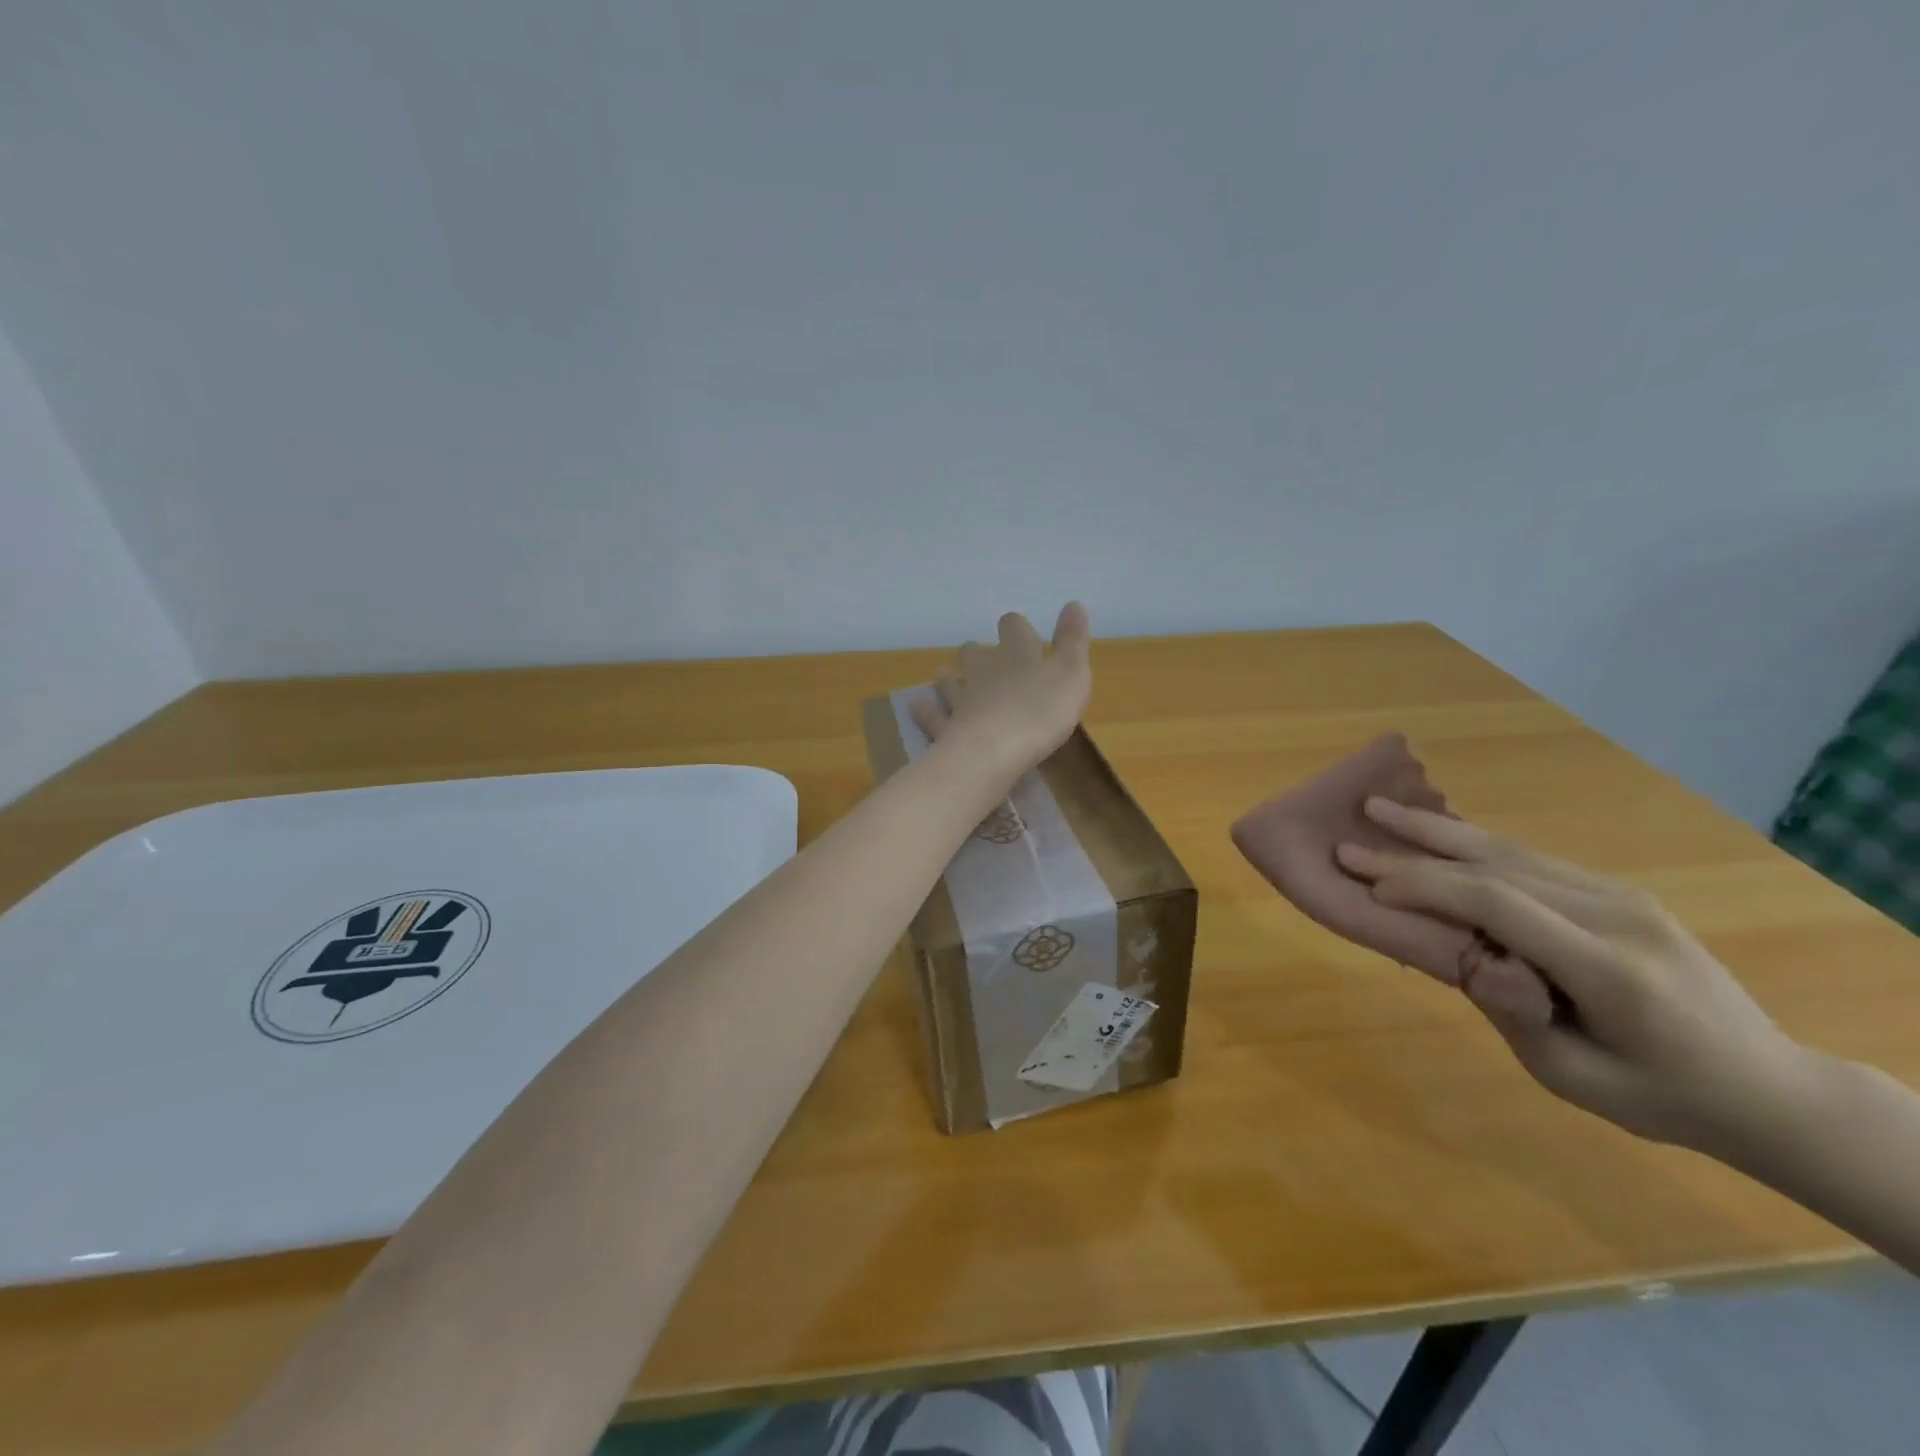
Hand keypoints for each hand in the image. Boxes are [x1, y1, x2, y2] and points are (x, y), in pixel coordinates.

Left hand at [912, 603, 1093, 786]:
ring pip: (949, 679)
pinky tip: (920, 707)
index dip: (1017, 628)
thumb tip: (1073, 603)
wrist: (992, 752)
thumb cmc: (1040, 711)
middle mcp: (984, 669)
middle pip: (975, 651)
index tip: (1024, 636)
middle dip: (980, 653)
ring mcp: (960, 698)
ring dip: (951, 677)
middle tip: (988, 662)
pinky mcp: (945, 727)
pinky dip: (926, 711)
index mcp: (1017, 653)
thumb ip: (1073, 640)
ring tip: (951, 679)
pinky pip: (932, 715)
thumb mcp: (1072, 674)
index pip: (1013, 626)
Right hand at [1335, 800, 1810, 1153]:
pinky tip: (1439, 833)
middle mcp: (1617, 915)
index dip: (1426, 887)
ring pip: (1511, 851)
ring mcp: (1622, 897)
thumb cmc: (1661, 1096)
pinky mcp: (1617, 892)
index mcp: (1608, 967)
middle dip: (1416, 846)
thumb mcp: (1575, 1078)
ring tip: (1381, 808)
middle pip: (1497, 864)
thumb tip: (1461, 954)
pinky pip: (1531, 859)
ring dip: (1439, 830)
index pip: (1498, 904)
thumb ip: (1512, 1012)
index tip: (1368, 887)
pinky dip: (1474, 844)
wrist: (1766, 1085)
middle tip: (1354, 832)